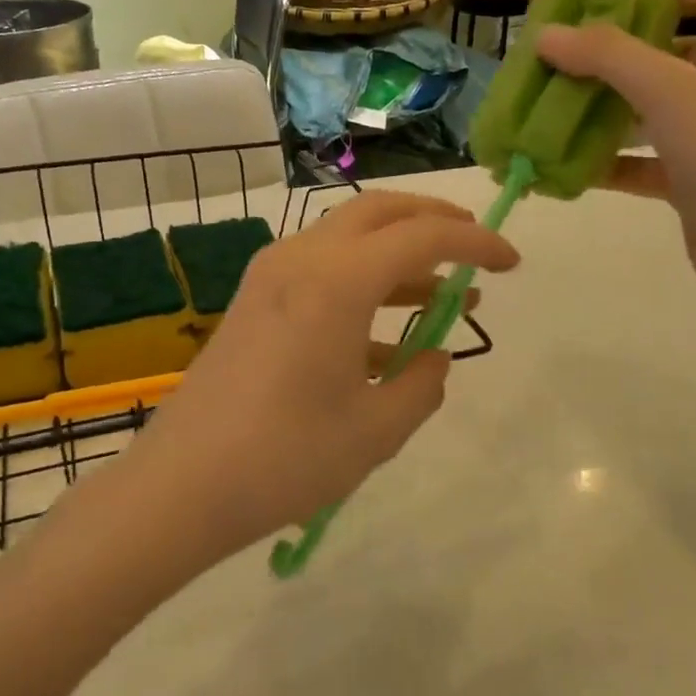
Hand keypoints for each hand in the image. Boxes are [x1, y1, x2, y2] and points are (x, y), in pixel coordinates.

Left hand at [136, 191, 517, 552]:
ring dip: (399, 256)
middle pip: (379, 211)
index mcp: (336, 281)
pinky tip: (387, 343)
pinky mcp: (255, 299)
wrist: (182, 484)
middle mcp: (302, 259)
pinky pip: (321, 271)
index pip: (422, 236)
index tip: (512, 262)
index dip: (475, 241)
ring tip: (444, 298)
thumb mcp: (375, 431)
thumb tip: (435, 357)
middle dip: (434, 219)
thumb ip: (421, 385)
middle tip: (474, 246)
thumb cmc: (285, 458)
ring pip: (348, 238)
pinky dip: (362, 286)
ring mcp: (271, 275)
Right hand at [535, 0, 695, 303]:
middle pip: (676, 54)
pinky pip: (645, 163)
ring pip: (655, 112)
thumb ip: (609, 57)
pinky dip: (610, 162)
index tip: (616, 2)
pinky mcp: (695, 185)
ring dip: (609, 108)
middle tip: (567, 57)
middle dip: (622, 54)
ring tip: (556, 106)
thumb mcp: (671, 92)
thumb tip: (548, 35)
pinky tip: (568, 165)